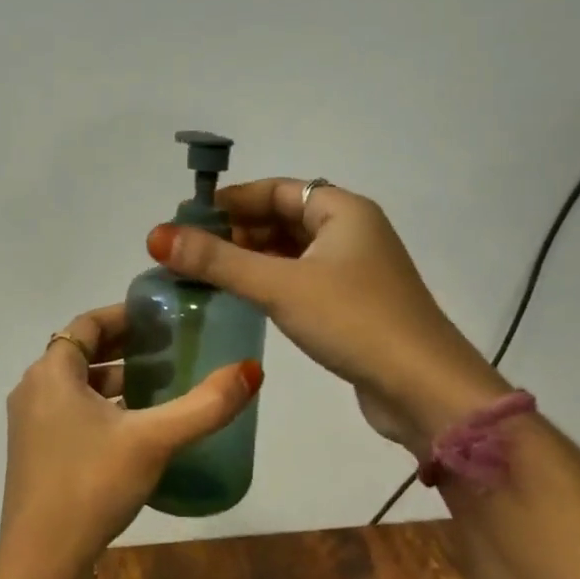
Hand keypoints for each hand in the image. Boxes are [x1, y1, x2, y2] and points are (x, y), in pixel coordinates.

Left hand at [0, 304, 261, 578]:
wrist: (41, 557)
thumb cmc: (92, 484)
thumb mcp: (154, 440)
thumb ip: (204, 405)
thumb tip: (251, 370)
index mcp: (51, 373)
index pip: (87, 324)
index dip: (125, 316)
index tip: (161, 319)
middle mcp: (34, 389)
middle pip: (82, 352)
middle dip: (125, 347)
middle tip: (170, 349)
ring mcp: (30, 424)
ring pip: (76, 386)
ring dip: (115, 380)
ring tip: (160, 385)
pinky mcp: (35, 453)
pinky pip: (71, 412)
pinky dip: (102, 408)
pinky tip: (136, 429)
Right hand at [148, 180, 505, 455]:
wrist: (423, 388)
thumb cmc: (353, 321)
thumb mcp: (279, 286)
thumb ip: (217, 261)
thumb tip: (156, 236)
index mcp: (343, 211)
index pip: (277, 189)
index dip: (231, 201)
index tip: (188, 221)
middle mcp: (352, 232)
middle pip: (283, 219)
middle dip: (237, 232)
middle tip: (191, 253)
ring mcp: (355, 271)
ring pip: (292, 252)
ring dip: (251, 259)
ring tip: (206, 276)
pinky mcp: (353, 305)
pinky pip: (301, 280)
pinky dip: (271, 283)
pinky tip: (242, 300)